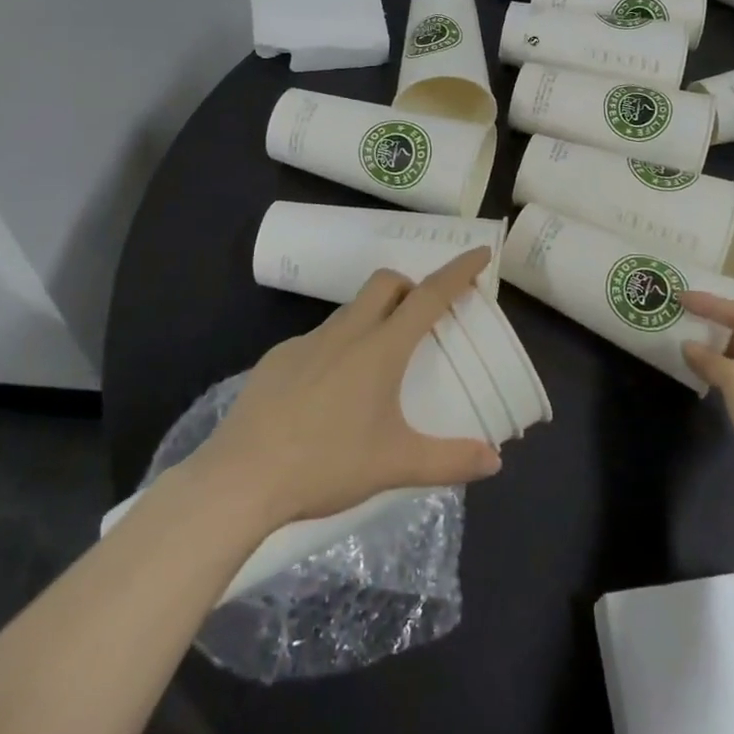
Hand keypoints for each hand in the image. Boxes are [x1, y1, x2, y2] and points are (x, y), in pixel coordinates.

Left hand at [194, 249, 503, 528]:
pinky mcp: (276, 359)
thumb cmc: (325, 464)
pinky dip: (337, 348)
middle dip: (411, 286)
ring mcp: (306, 342)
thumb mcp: (395, 466)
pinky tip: (328, 393)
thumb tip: (494, 462)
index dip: (459, 271)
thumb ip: (449, 460)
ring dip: (374, 318)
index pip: (429, 295)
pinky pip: (318, 339)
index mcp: (381, 348)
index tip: (480, 253)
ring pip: (350, 310)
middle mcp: (346, 332)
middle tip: (423, 318)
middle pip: (386, 283)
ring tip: (378, 364)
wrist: (240, 479)